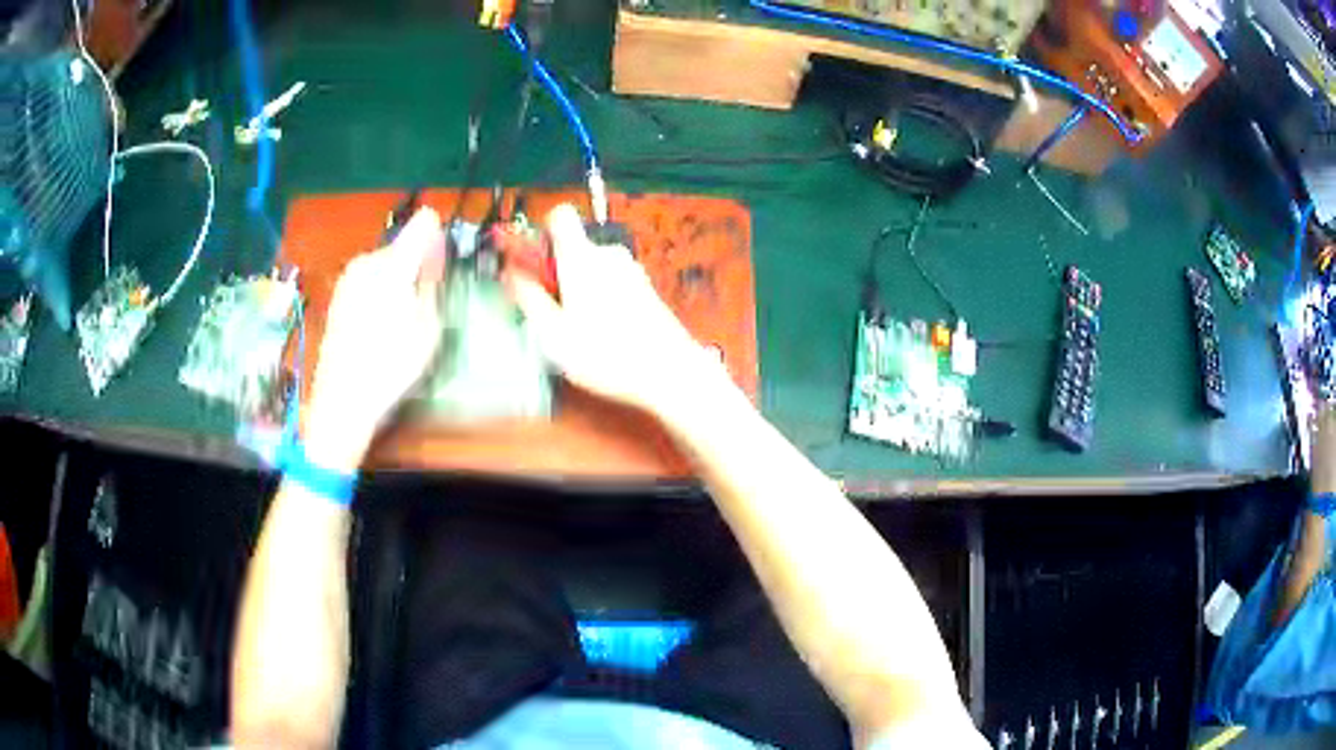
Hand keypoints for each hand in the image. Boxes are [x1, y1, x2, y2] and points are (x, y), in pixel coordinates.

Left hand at [304, 208, 446, 471]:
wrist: (342, 399)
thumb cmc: (391, 365)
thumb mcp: (427, 325)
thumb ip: (431, 281)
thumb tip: (435, 250)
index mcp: (393, 264)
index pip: (423, 225)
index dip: (437, 237)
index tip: (443, 263)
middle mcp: (367, 261)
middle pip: (402, 246)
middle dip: (416, 264)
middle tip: (426, 302)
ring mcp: (349, 277)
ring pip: (385, 265)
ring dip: (397, 280)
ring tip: (403, 320)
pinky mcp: (339, 295)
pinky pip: (369, 281)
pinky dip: (380, 293)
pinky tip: (381, 326)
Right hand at [505, 204, 733, 417]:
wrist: (670, 372)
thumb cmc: (607, 355)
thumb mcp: (552, 334)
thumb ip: (528, 298)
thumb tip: (511, 275)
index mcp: (581, 258)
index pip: (560, 215)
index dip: (541, 234)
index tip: (533, 264)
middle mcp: (608, 255)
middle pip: (573, 248)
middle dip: (557, 274)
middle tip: (552, 313)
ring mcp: (631, 270)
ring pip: (592, 269)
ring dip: (579, 291)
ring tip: (579, 332)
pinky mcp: (645, 288)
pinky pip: (611, 283)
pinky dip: (601, 301)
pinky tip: (604, 336)